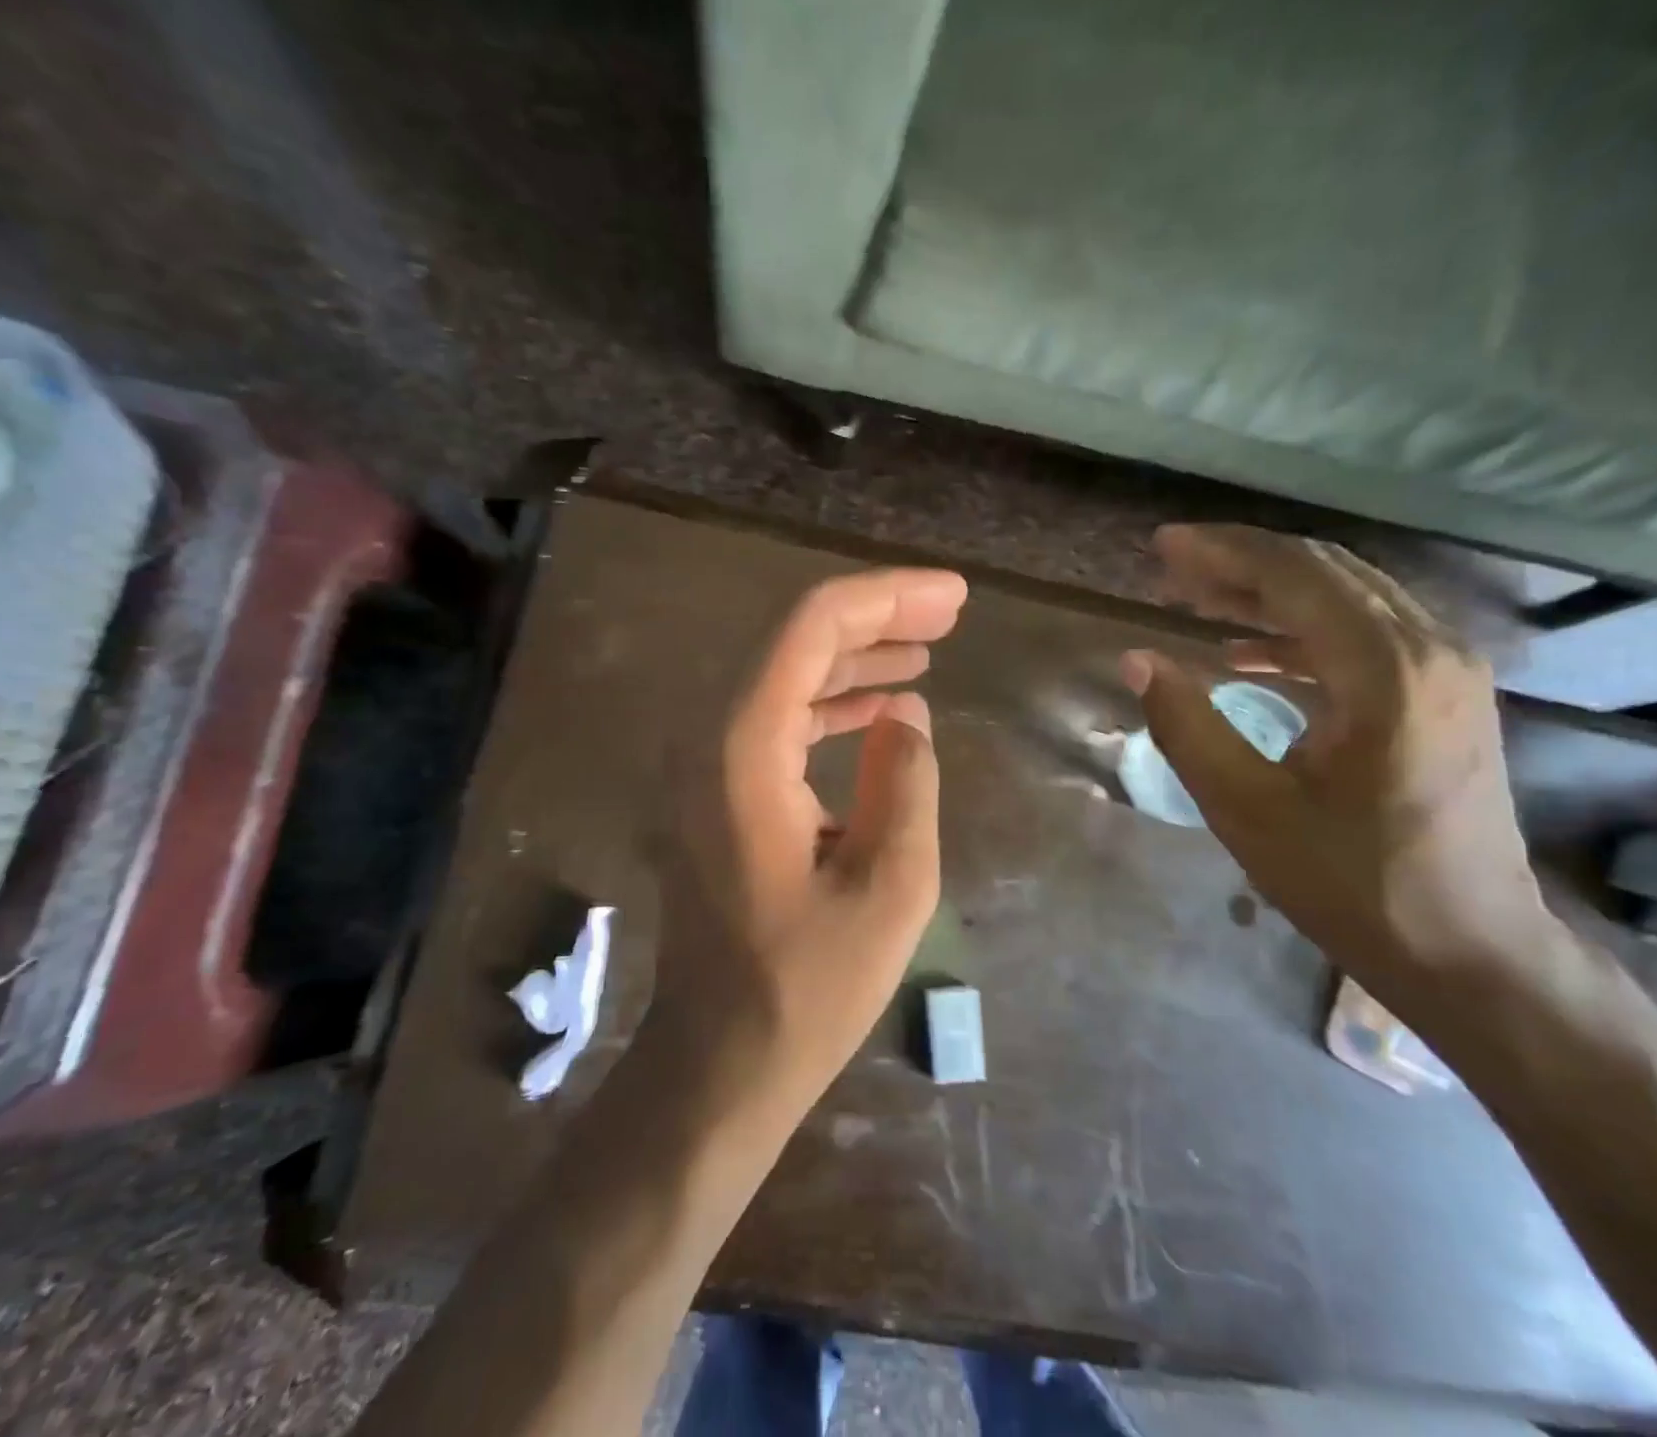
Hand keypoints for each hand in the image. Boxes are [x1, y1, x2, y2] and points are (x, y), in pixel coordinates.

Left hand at [646, 568, 968, 1116]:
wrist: (720, 1059)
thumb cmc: (807, 988)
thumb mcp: (890, 886)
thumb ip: (907, 782)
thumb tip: (908, 715)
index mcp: (743, 750)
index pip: (809, 627)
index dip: (886, 597)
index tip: (954, 596)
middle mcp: (708, 739)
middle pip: (792, 641)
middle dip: (875, 618)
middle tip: (950, 613)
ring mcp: (703, 766)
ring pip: (782, 677)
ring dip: (853, 659)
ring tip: (926, 651)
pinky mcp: (714, 793)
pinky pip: (774, 722)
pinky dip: (829, 706)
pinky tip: (881, 712)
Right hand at [1123, 525, 1564, 1014]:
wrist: (1470, 951)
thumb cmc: (1352, 884)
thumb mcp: (1247, 809)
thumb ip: (1186, 726)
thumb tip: (1138, 660)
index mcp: (1386, 671)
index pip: (1295, 576)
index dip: (1222, 552)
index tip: (1162, 545)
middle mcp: (1430, 650)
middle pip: (1326, 573)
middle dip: (1243, 562)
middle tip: (1172, 566)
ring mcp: (1449, 671)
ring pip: (1349, 598)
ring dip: (1271, 592)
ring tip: (1199, 599)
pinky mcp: (1448, 696)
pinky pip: (1366, 635)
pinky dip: (1302, 631)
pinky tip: (1249, 653)